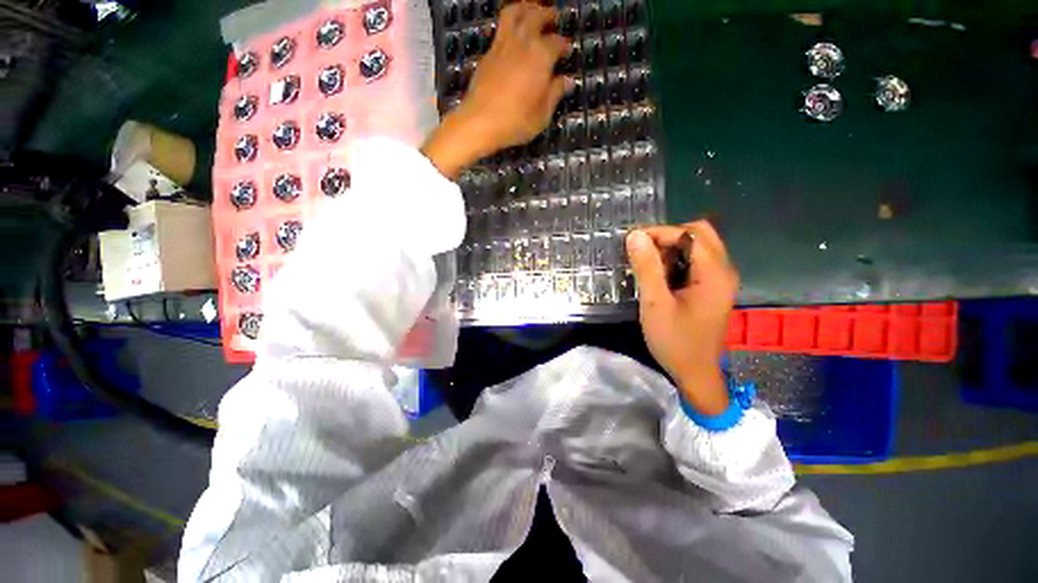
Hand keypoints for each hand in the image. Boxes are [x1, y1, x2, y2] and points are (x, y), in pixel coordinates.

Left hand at [422, 2, 571, 177]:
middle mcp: (522, 43)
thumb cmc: (516, 122)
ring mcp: (502, 46)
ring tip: (531, 10)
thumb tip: (568, 81)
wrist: (480, 122)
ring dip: (525, 8)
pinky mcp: (487, 54)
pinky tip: (512, 34)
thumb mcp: (542, 115)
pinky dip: (509, 24)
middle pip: (536, 16)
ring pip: (514, 13)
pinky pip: (499, 29)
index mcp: (541, 57)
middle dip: (547, 15)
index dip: (564, 45)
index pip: (557, 42)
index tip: (568, 50)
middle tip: (553, 17)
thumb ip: (555, 94)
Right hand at [626, 221, 738, 414]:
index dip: (660, 232)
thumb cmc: (675, 341)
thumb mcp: (655, 303)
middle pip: (700, 234)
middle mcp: (724, 271)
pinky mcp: (714, 289)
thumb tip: (635, 236)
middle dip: (668, 237)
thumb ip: (647, 267)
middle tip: (643, 251)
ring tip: (648, 265)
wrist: (696, 373)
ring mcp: (721, 280)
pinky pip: (697, 262)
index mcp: (714, 273)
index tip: (633, 242)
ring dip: (672, 249)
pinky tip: (661, 276)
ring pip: (698, 247)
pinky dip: (678, 261)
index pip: (690, 234)